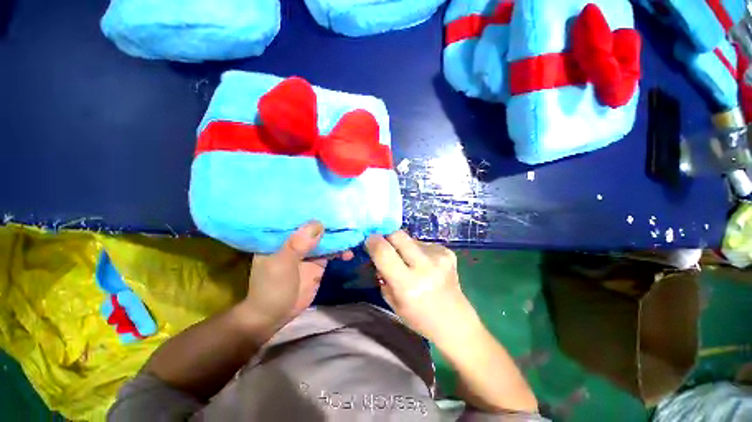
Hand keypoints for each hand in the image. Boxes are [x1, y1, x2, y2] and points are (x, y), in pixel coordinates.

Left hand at [242, 221, 352, 329]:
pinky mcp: (318, 261)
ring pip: (326, 238)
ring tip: (353, 237)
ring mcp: (308, 250)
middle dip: (331, 223)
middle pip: (315, 226)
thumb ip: (298, 244)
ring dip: (339, 238)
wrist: (275, 316)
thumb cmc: (272, 288)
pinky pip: (332, 252)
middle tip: (349, 219)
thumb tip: (318, 224)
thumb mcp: (281, 265)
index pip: (298, 216)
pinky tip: (349, 254)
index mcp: (281, 235)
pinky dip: (341, 251)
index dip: (313, 210)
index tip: (330, 203)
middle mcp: (296, 239)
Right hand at [365, 231, 475, 341]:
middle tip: (385, 245)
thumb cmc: (419, 317)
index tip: (369, 241)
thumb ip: (382, 274)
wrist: (455, 321)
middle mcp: (425, 266)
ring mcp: (439, 257)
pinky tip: (424, 264)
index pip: (383, 251)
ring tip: (409, 261)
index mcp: (408, 284)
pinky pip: (423, 243)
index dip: (373, 242)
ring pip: (410, 238)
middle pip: (398, 235)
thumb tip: (376, 251)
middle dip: (387, 237)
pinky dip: (417, 250)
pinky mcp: (447, 252)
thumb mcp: (392, 301)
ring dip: (403, 246)